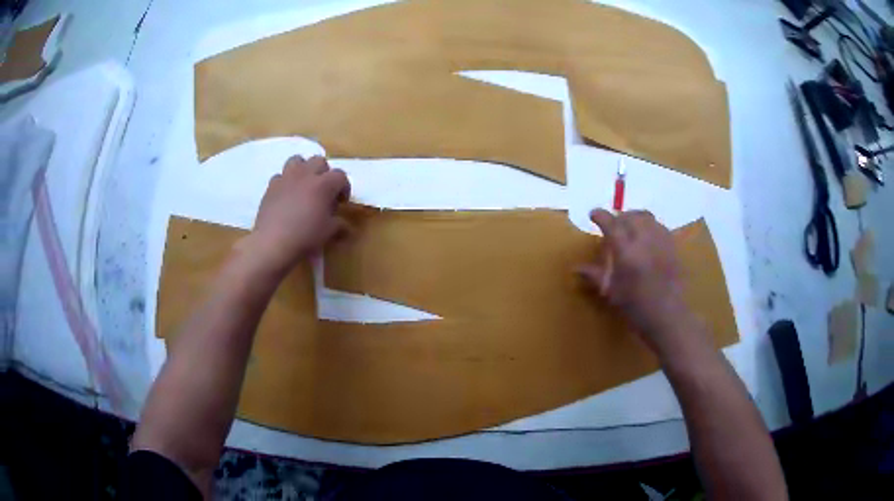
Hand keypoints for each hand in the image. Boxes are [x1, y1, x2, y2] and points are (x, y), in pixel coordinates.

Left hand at [242, 155, 349, 274]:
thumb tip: (345, 226)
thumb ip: (339, 225)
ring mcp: (286, 178)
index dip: (344, 187)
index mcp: (324, 184)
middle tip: (323, 191)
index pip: (340, 176)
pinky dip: (285, 183)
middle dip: (324, 173)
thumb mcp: (328, 233)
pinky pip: (280, 176)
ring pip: (297, 160)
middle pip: (319, 161)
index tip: (341, 202)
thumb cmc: (305, 236)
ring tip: (304, 186)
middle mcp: (305, 175)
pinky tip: (286, 197)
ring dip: (303, 169)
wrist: (272, 242)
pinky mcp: (271, 186)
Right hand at [578, 209, 698, 354]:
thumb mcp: (612, 293)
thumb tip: (576, 268)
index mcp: (626, 252)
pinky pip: (658, 226)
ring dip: (634, 218)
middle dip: (618, 217)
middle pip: (629, 216)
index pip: (611, 224)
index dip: (600, 216)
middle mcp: (644, 241)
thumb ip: (595, 276)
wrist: (668, 317)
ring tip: (629, 228)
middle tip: (612, 226)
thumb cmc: (636, 308)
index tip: (593, 214)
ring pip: (646, 217)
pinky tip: (646, 238)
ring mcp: (660, 241)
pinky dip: (649, 225)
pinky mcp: (672, 246)